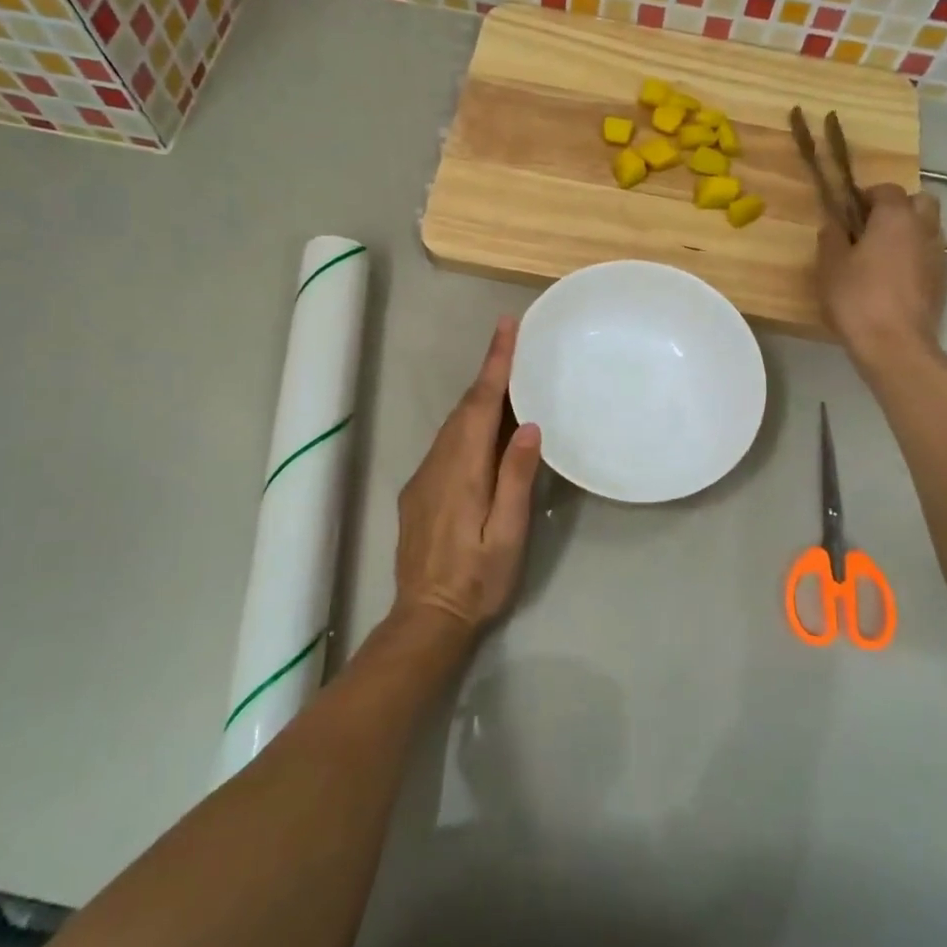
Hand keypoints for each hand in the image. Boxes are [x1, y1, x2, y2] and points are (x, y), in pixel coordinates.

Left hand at [394, 317, 543, 631]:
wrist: (426, 618)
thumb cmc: (477, 580)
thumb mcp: (508, 534)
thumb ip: (515, 478)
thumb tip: (528, 426)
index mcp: (462, 471)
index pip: (480, 405)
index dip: (494, 364)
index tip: (506, 328)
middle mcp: (437, 464)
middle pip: (464, 408)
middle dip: (487, 372)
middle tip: (513, 343)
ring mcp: (423, 477)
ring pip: (452, 424)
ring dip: (478, 398)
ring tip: (507, 379)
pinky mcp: (418, 492)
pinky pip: (445, 444)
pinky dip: (466, 424)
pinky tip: (484, 430)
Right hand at [816, 184, 946, 377]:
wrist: (895, 344)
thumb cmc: (857, 299)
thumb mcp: (830, 266)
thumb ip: (831, 238)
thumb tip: (834, 223)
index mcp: (895, 217)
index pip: (887, 189)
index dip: (867, 195)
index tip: (849, 211)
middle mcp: (924, 228)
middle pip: (920, 202)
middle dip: (899, 207)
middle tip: (872, 228)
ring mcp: (938, 255)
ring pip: (928, 229)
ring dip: (909, 233)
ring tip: (882, 256)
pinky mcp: (944, 281)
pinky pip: (929, 256)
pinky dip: (915, 258)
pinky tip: (894, 280)